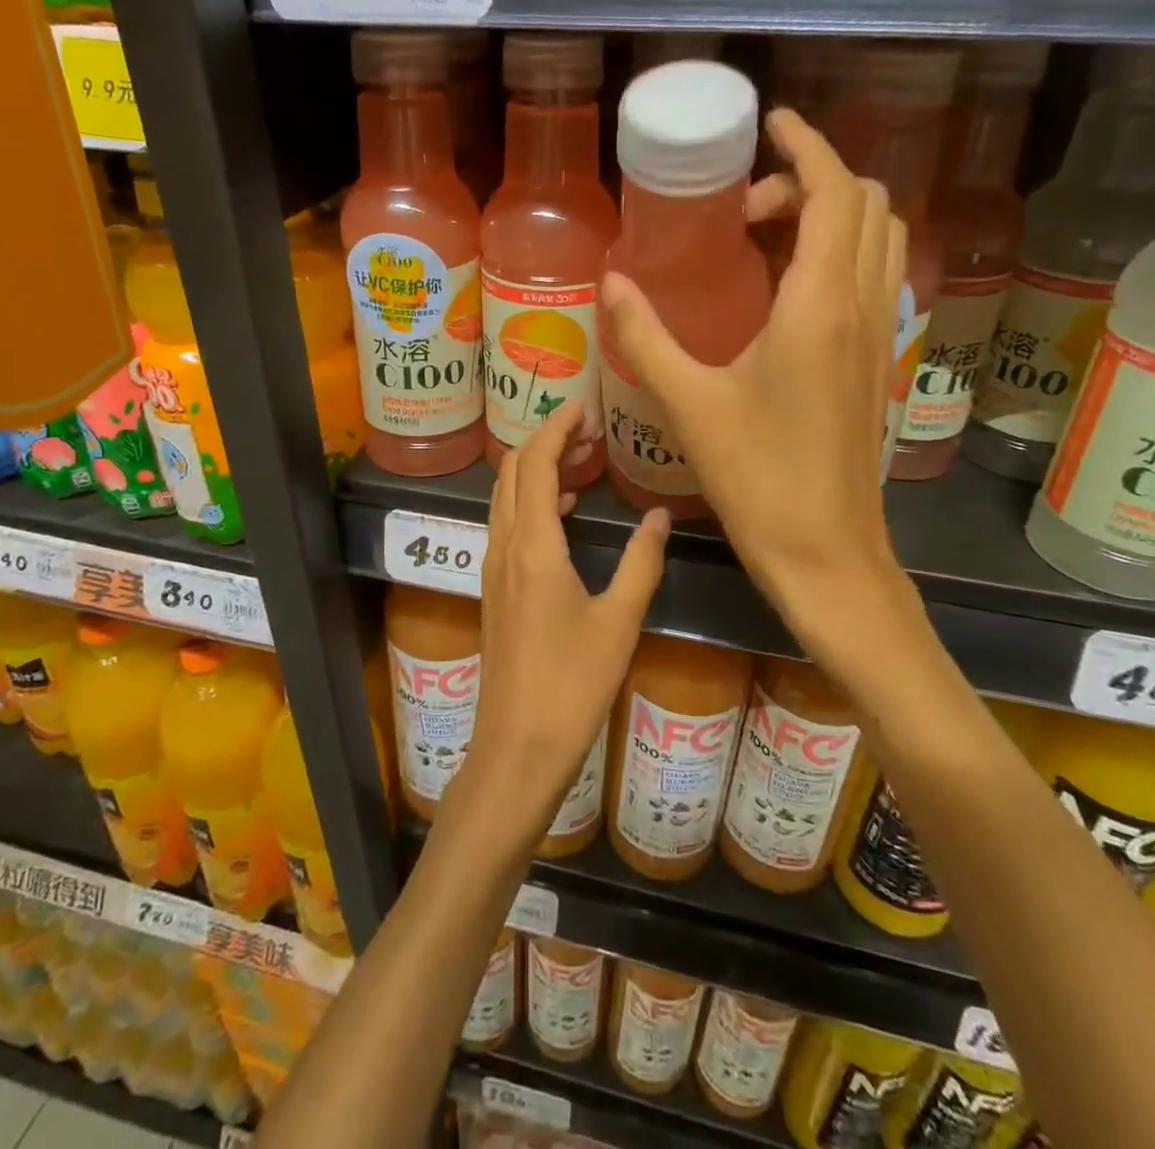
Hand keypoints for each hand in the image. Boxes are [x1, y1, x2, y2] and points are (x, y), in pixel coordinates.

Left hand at [470, 400, 668, 831]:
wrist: (517, 746)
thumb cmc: (572, 683)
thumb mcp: (619, 620)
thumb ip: (641, 561)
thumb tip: (661, 515)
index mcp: (532, 546)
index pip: (533, 463)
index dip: (554, 428)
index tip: (582, 407)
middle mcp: (504, 547)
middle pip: (511, 473)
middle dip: (542, 441)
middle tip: (585, 430)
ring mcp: (493, 569)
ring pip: (504, 499)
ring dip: (534, 471)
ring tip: (579, 462)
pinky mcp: (494, 590)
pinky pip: (506, 526)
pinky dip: (530, 503)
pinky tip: (562, 515)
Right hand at [600, 109, 910, 647]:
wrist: (826, 551)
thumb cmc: (757, 477)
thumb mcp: (689, 402)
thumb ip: (645, 334)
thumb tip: (609, 280)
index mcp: (819, 305)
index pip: (834, 191)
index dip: (807, 144)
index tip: (771, 124)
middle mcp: (860, 307)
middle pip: (866, 204)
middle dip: (811, 181)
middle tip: (745, 208)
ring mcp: (875, 337)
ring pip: (878, 241)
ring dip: (830, 216)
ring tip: (763, 239)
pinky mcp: (873, 364)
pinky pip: (871, 279)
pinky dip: (839, 255)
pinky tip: (784, 294)